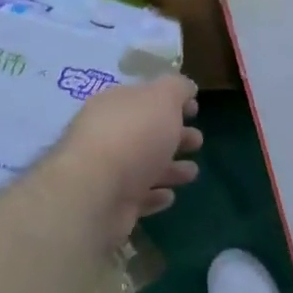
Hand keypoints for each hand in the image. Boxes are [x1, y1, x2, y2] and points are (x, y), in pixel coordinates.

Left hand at [52, 76, 202, 250]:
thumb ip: (177, 87)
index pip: (144, 97)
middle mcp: (107, 135)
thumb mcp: (163, 98)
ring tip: (191, 172)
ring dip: (170, 169)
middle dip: (175, 136)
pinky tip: (168, 196)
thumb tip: (186, 88)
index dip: (172, 101)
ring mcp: (106, 172)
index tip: (195, 109)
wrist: (95, 194)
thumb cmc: (133, 136)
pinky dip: (154, 195)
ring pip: (145, 167)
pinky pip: (138, 197)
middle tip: (197, 141)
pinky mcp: (110, 205)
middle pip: (146, 133)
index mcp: (115, 105)